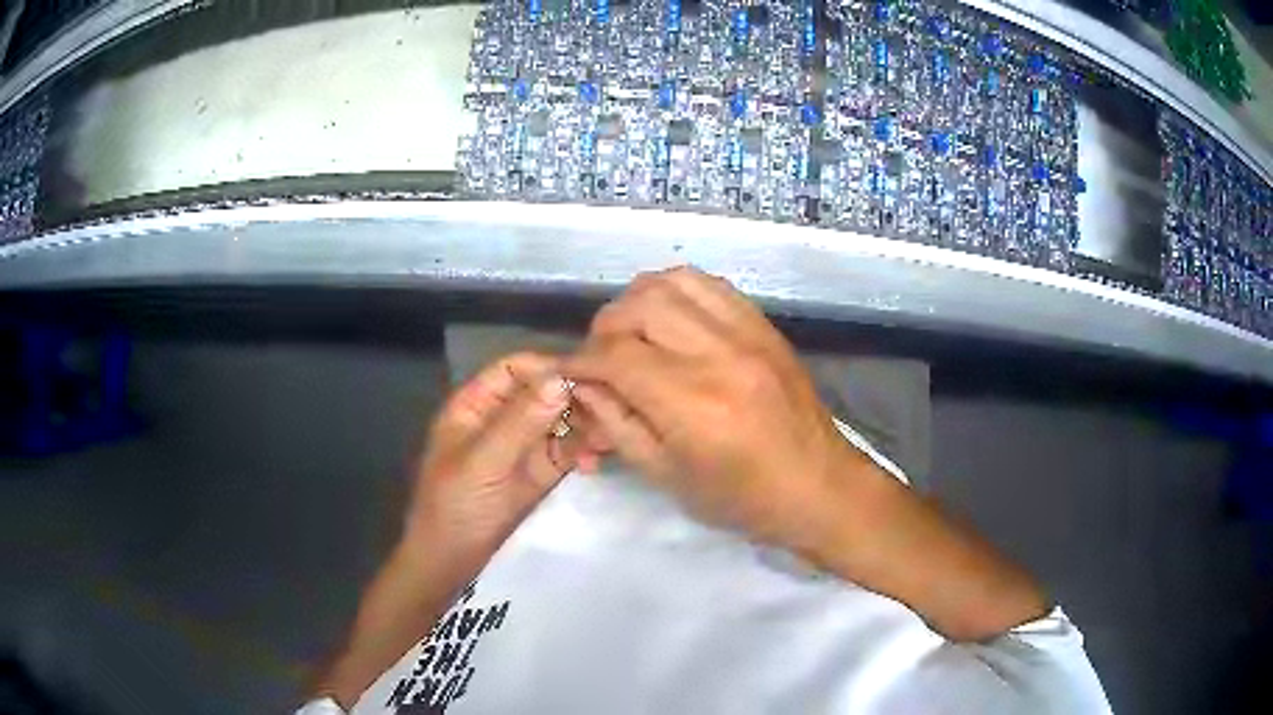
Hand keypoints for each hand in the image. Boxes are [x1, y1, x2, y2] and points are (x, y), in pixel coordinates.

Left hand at [405, 352, 590, 563]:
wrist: (450, 563)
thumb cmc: (453, 507)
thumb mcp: (482, 463)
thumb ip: (520, 422)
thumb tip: (561, 380)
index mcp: (476, 404)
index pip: (516, 368)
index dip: (550, 368)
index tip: (589, 376)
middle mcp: (501, 417)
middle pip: (544, 393)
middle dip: (576, 399)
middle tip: (611, 410)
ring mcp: (522, 446)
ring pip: (560, 421)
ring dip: (586, 426)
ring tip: (610, 438)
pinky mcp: (539, 473)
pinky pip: (566, 451)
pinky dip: (583, 452)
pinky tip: (595, 461)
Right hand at [568, 268, 1047, 640]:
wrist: (820, 487)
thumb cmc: (743, 499)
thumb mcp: (668, 477)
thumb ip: (616, 424)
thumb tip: (580, 385)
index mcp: (693, 404)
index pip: (614, 357)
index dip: (578, 361)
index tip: (565, 373)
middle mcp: (719, 354)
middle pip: (638, 306)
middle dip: (604, 328)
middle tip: (600, 359)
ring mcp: (747, 332)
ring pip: (672, 282)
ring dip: (637, 302)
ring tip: (631, 335)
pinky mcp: (765, 325)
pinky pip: (709, 284)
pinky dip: (675, 293)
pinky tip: (670, 321)